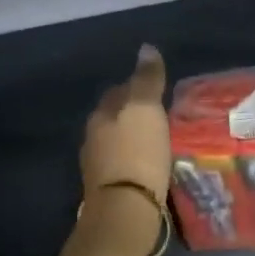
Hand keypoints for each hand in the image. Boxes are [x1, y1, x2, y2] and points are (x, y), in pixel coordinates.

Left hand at [81, 44, 171, 202]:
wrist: (126, 208)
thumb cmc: (137, 153)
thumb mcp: (146, 109)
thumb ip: (146, 80)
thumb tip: (147, 48)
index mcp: (101, 114)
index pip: (118, 91)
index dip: (137, 87)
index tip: (157, 90)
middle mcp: (94, 136)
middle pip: (115, 116)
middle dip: (133, 113)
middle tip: (160, 115)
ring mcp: (98, 164)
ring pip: (117, 141)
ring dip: (134, 138)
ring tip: (158, 141)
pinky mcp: (108, 188)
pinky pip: (123, 164)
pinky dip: (135, 160)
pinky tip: (150, 164)